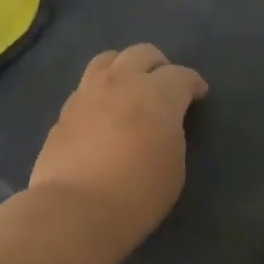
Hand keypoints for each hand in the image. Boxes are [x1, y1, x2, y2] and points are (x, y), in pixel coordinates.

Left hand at [29, 44, 208, 246]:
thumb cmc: (138, 192)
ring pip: (108, 59)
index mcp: (157, 93)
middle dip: (159, 66)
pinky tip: (103, 111)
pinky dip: (100, 90)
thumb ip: (171, 132)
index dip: (193, 84)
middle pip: (143, 54)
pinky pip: (87, 85)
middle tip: (164, 87)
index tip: (198, 95)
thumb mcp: (175, 165)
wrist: (76, 209)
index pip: (182, 75)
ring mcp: (88, 92)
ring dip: (125, 68)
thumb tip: (161, 122)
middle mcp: (122, 82)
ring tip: (129, 88)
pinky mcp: (64, 110)